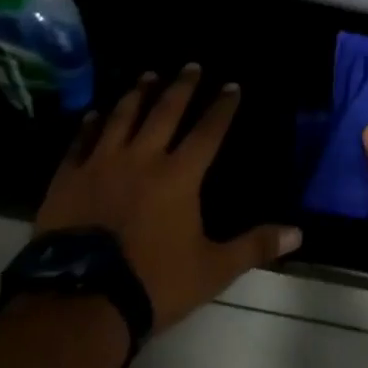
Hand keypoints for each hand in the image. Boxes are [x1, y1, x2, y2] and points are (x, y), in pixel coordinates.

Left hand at [34, 64, 301, 332]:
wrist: (79, 303)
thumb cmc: (153, 283)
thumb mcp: (212, 269)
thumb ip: (254, 246)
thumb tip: (299, 233)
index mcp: (180, 175)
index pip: (208, 131)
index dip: (222, 107)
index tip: (231, 85)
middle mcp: (143, 158)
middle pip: (166, 111)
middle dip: (182, 86)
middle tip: (191, 65)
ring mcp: (102, 164)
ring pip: (123, 117)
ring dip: (138, 94)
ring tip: (148, 75)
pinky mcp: (68, 178)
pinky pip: (81, 142)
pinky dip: (90, 125)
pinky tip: (94, 113)